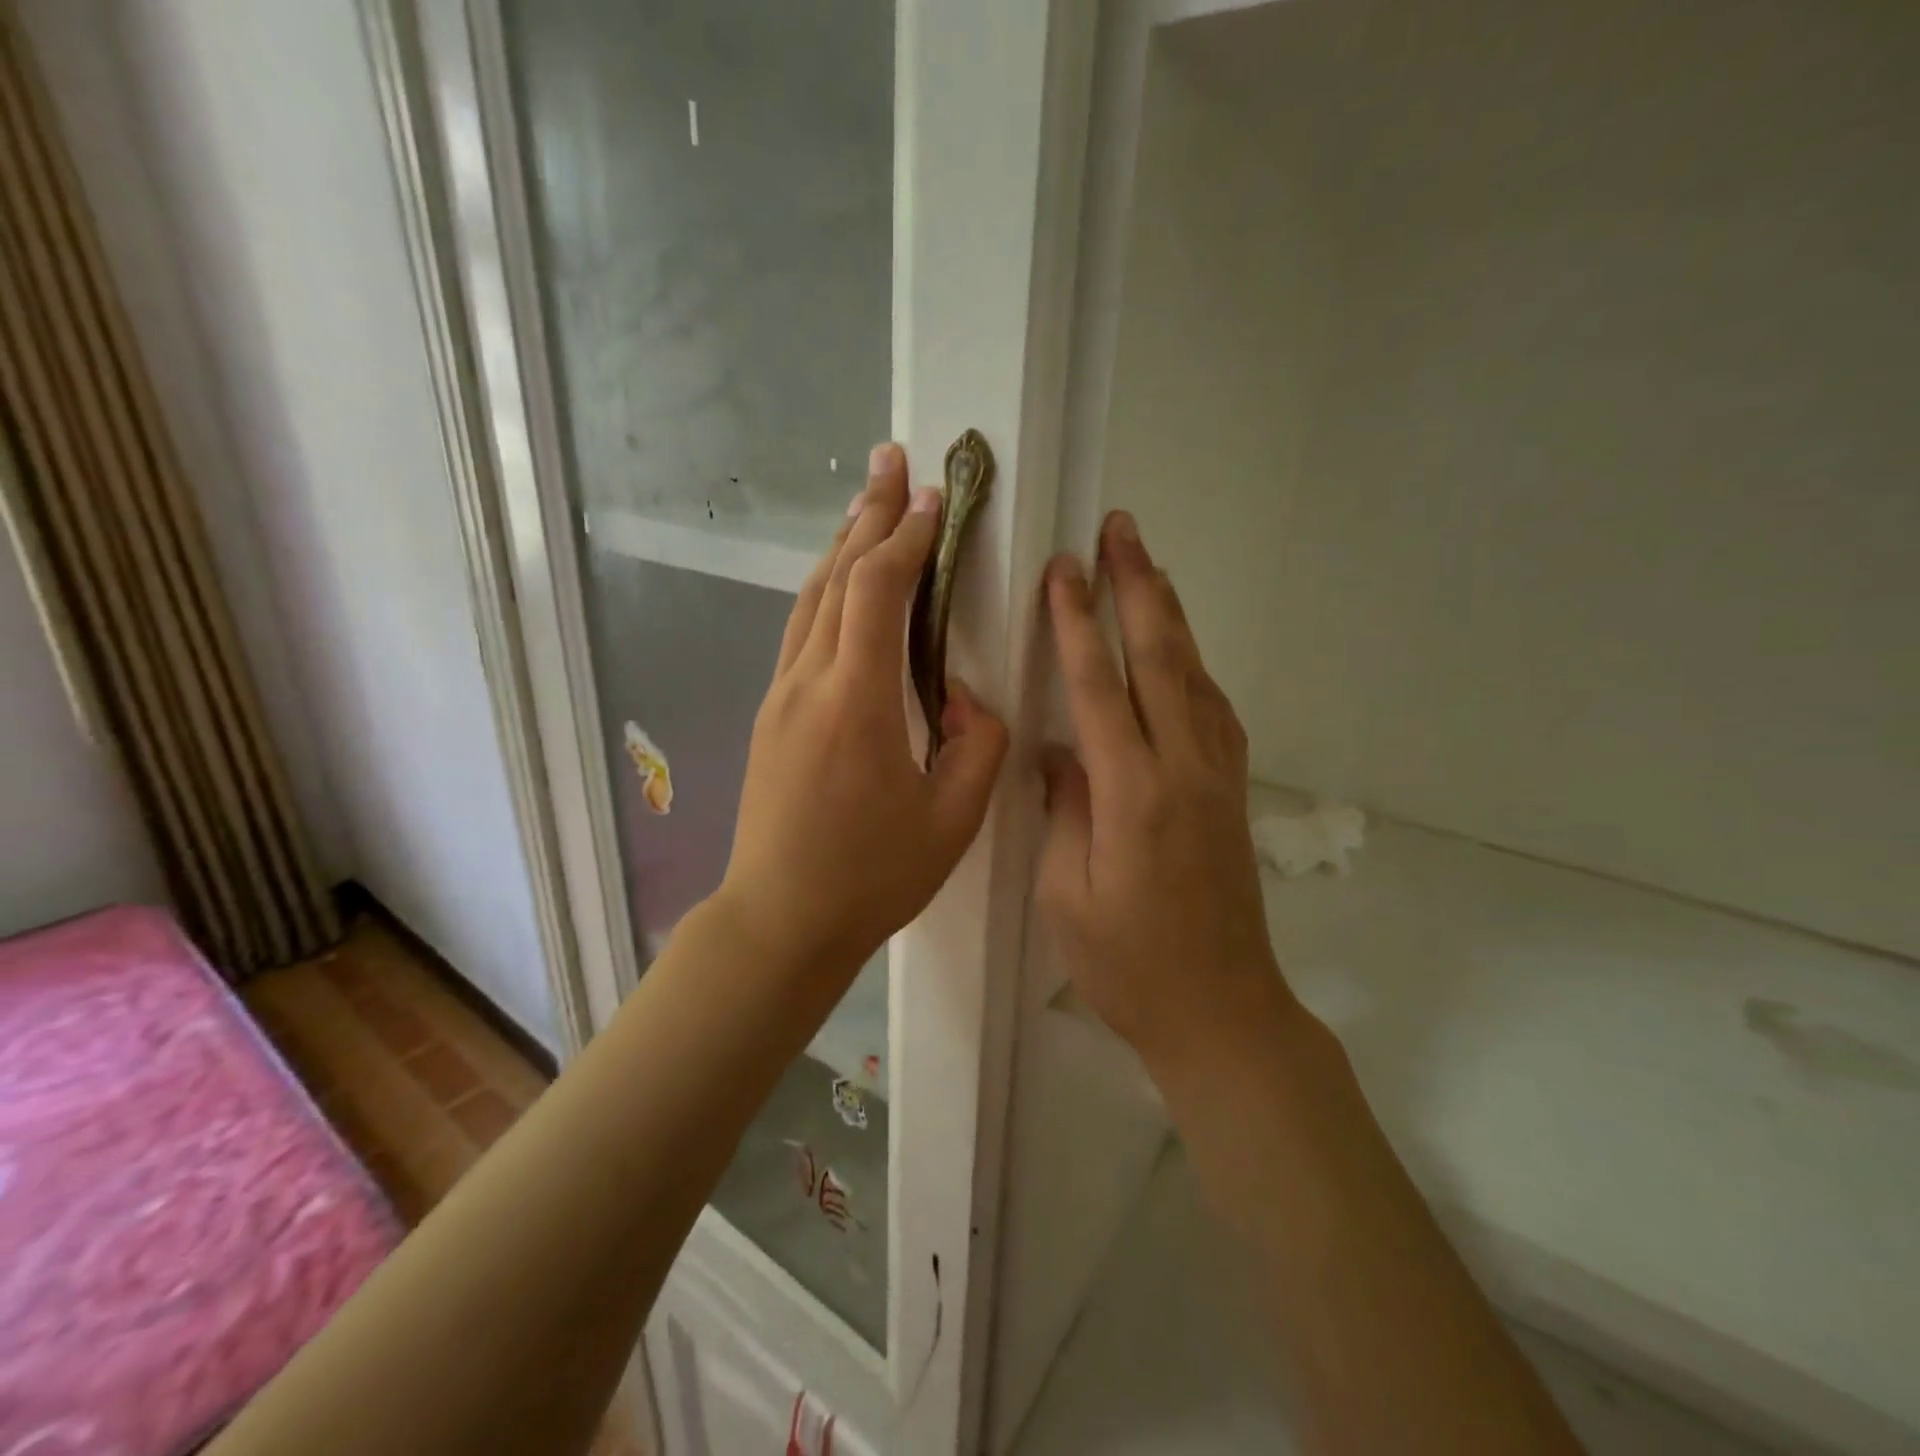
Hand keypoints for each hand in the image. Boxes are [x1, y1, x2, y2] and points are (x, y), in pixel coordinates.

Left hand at [719, 443, 1009, 977]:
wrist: (780, 919)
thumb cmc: (871, 876)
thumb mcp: (953, 820)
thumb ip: (978, 745)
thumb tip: (964, 698)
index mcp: (856, 702)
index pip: (878, 592)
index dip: (906, 538)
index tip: (933, 497)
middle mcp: (809, 683)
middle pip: (835, 577)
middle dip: (867, 515)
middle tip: (890, 460)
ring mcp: (781, 697)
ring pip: (810, 601)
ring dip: (841, 546)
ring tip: (866, 505)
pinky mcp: (770, 716)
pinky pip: (801, 633)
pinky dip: (827, 592)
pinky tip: (842, 586)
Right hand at [1037, 511, 1287, 1060]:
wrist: (1221, 1011)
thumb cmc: (1128, 966)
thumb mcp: (1067, 895)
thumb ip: (1063, 810)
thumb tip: (1059, 751)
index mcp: (1133, 796)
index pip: (1099, 688)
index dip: (1078, 625)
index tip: (1064, 570)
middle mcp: (1185, 770)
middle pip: (1162, 659)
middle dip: (1139, 588)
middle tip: (1121, 529)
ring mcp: (1219, 777)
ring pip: (1195, 675)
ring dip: (1171, 616)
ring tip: (1149, 567)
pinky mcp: (1233, 792)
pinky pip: (1213, 710)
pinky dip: (1193, 665)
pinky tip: (1180, 651)